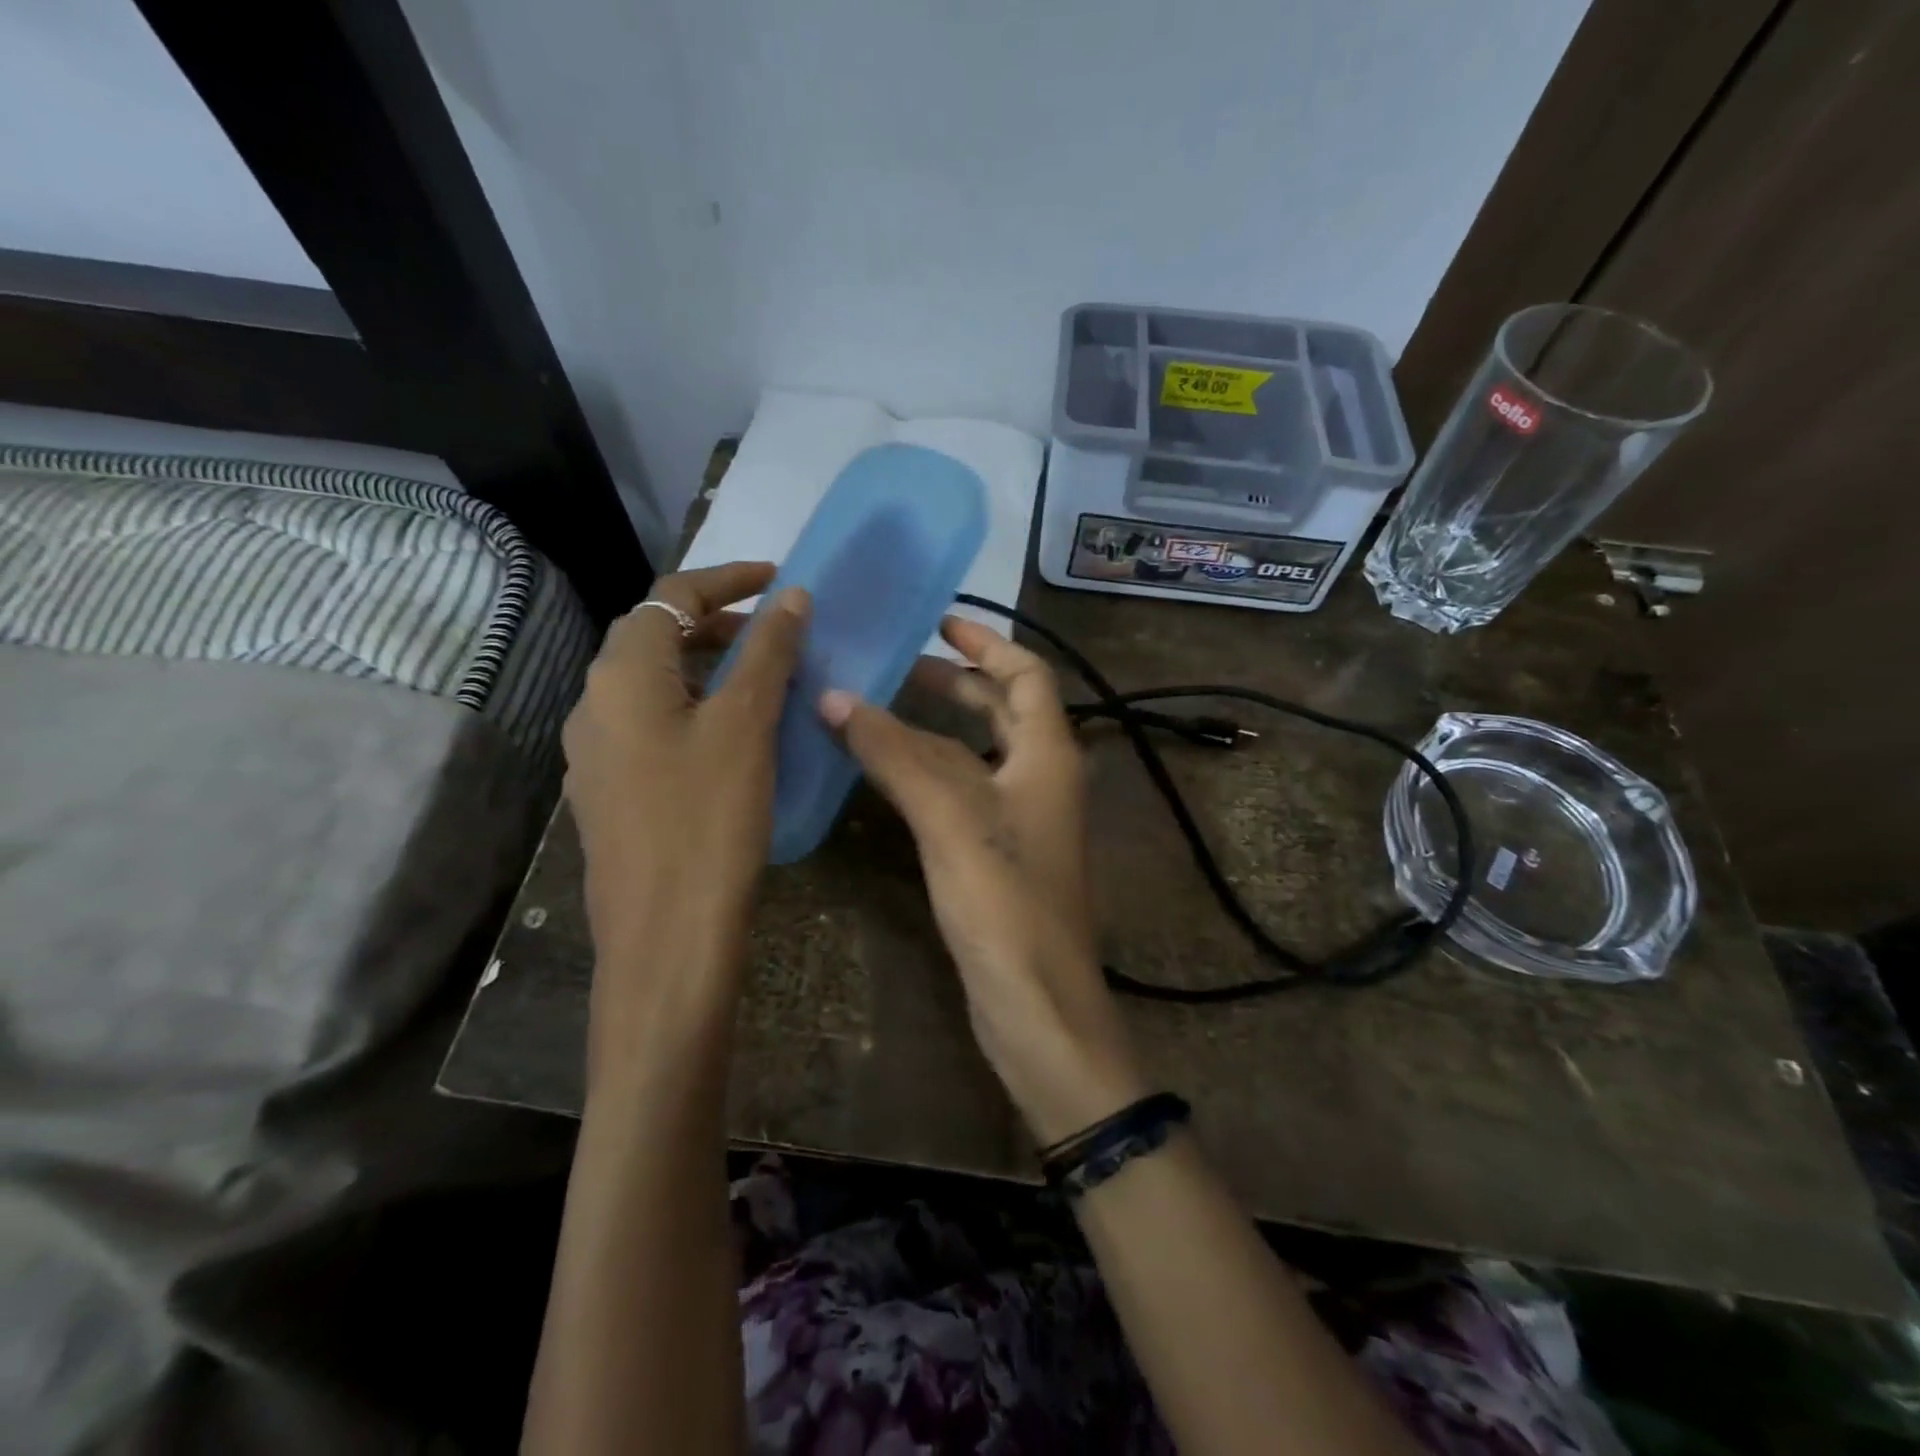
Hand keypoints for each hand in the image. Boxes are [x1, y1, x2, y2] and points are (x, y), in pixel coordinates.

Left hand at [563, 562, 808, 1086]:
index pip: (671, 596)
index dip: (728, 579)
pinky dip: (695, 710)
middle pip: (655, 637)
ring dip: (707, 669)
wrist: (664, 938)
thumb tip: (790, 594)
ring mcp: (596, 753)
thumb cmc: (708, 820)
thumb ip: (767, 653)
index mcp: (621, 674)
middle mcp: (594, 703)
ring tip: (764, 681)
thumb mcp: (746, 726)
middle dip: (718, 624)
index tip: (780, 578)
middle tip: (779, 634)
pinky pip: (653, 727)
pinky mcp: (610, 792)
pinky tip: (733, 739)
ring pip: (654, 685)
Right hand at [819, 618, 1147, 1145]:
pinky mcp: (998, 854)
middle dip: (955, 683)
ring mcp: (1022, 819)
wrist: (1035, 1004)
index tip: (939, 622)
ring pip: (976, 753)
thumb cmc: (1004, 901)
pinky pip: (962, 793)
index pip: (1026, 674)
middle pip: (1003, 710)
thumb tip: (834, 697)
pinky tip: (887, 774)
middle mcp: (1041, 777)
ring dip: (934, 728)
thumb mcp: (949, 816)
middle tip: (896, 665)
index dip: (987, 644)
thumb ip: (894, 754)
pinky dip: (928, 772)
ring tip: (877, 710)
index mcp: (1048, 753)